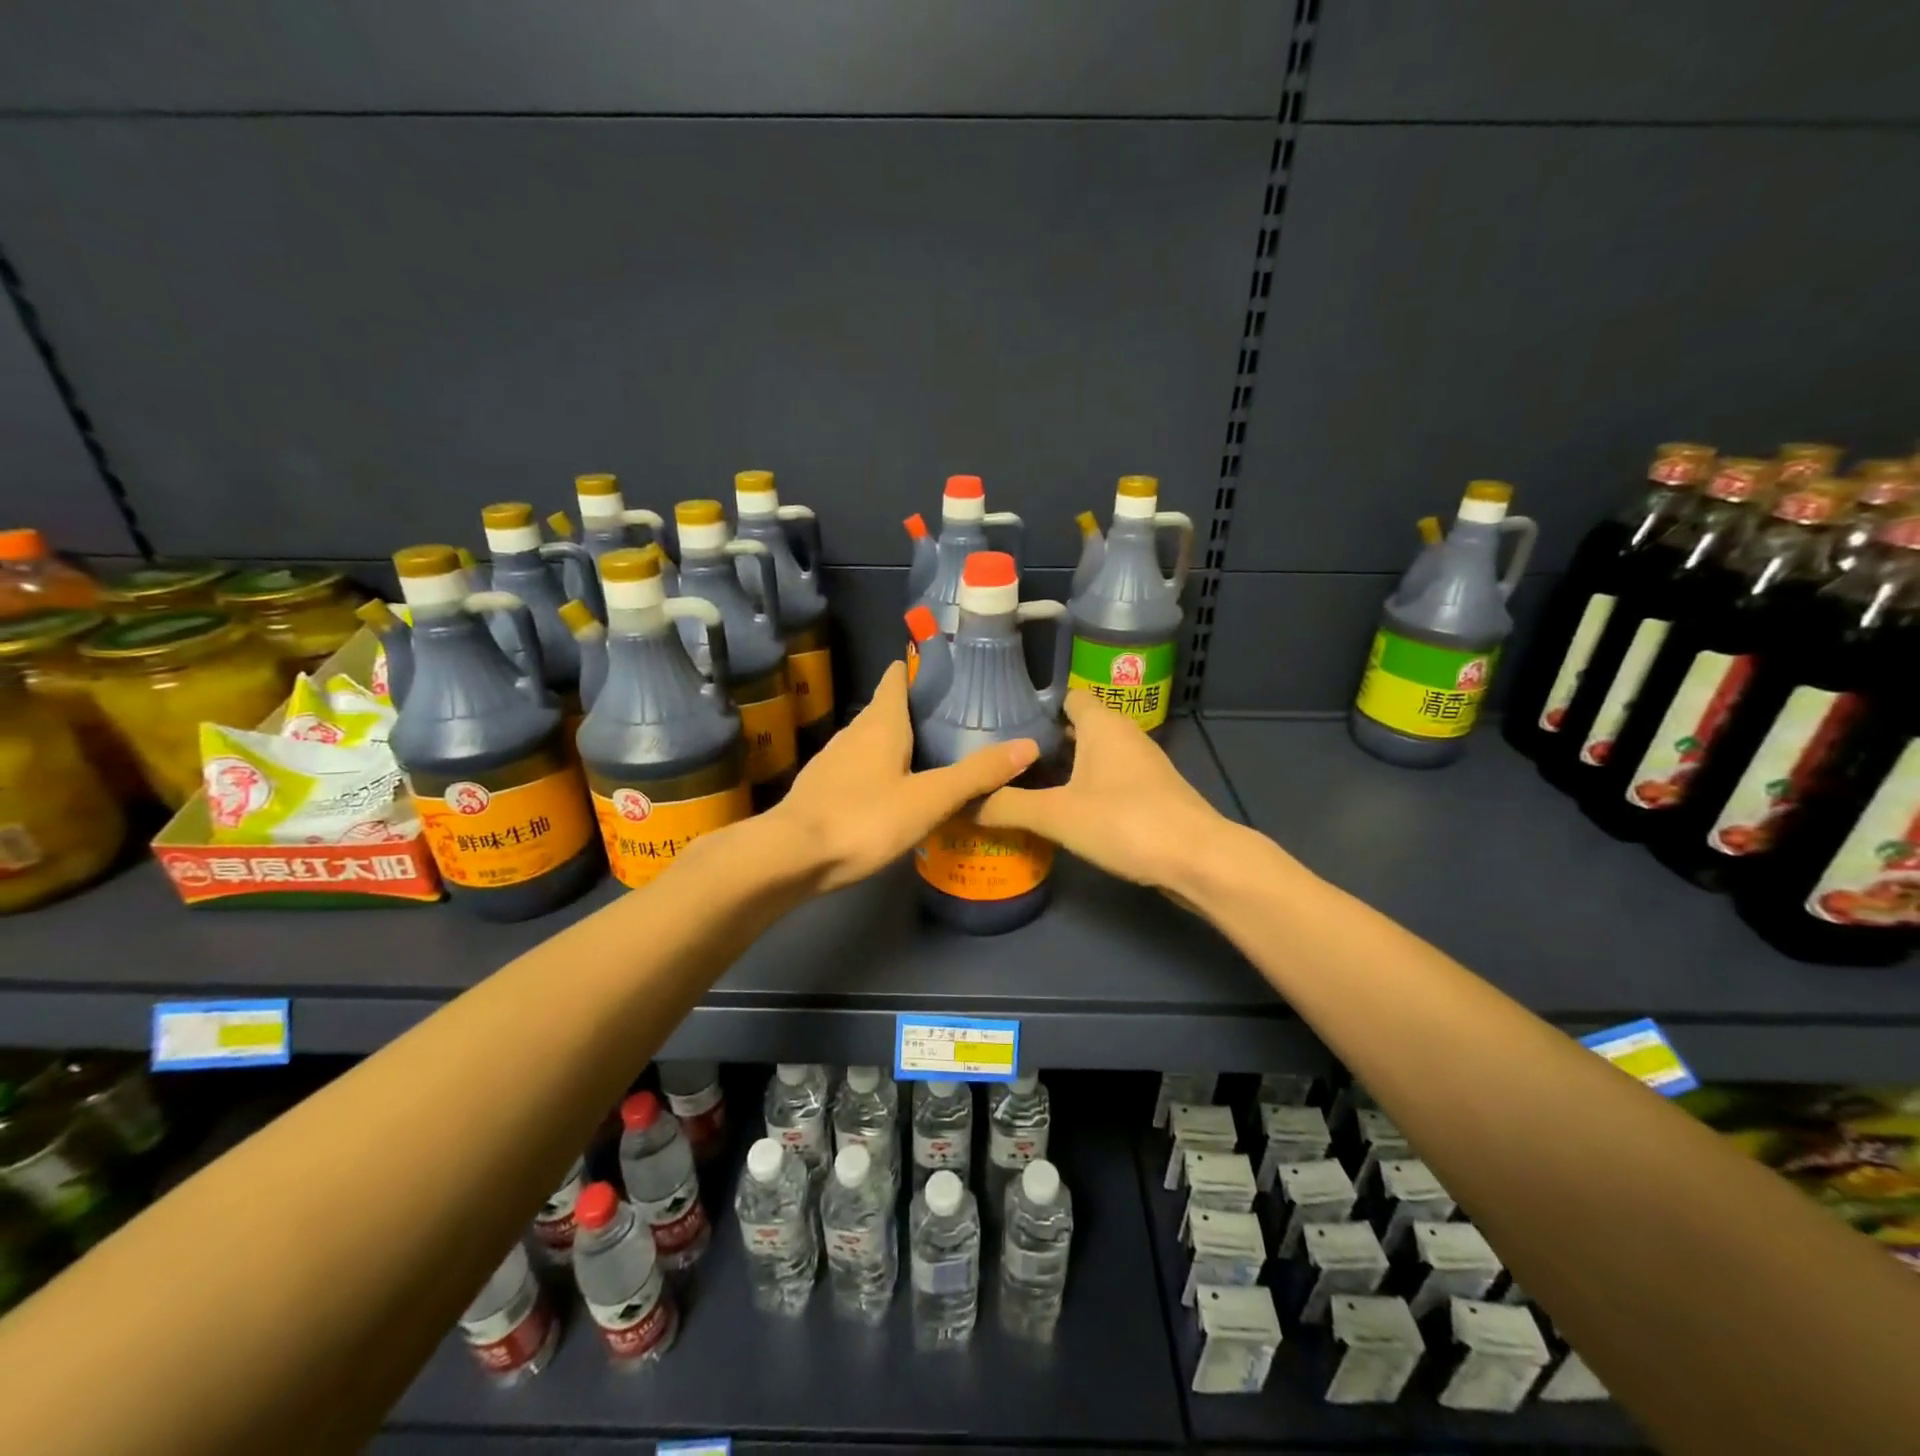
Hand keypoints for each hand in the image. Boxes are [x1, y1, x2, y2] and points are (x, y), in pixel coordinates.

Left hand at [770, 661, 1038, 893]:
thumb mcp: (930, 798)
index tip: (948, 672)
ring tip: (930, 754)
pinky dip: (879, 769)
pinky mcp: (820, 787)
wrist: (791, 857)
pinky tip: (893, 791)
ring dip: (897, 741)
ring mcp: (832, 759)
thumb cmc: (864, 818)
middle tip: (955, 720)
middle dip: (916, 709)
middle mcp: (854, 732)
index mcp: (881, 722)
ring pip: (870, 739)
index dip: (919, 669)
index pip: (897, 678)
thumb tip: (1029, 745)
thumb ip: (976, 774)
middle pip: (886, 708)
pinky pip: (857, 767)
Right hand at [976, 690, 1230, 892]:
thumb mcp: (1057, 815)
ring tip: (1021, 783)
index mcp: (1102, 724)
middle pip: (1076, 727)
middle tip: (1000, 759)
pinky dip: (1083, 788)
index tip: (999, 721)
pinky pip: (1106, 779)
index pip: (1065, 696)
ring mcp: (1141, 765)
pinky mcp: (1150, 794)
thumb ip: (1008, 806)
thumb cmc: (1126, 822)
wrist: (1198, 860)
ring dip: (1062, 767)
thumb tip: (963, 803)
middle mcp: (1124, 735)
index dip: (1034, 705)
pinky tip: (1060, 810)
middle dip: (1041, 740)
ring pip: (1092, 755)